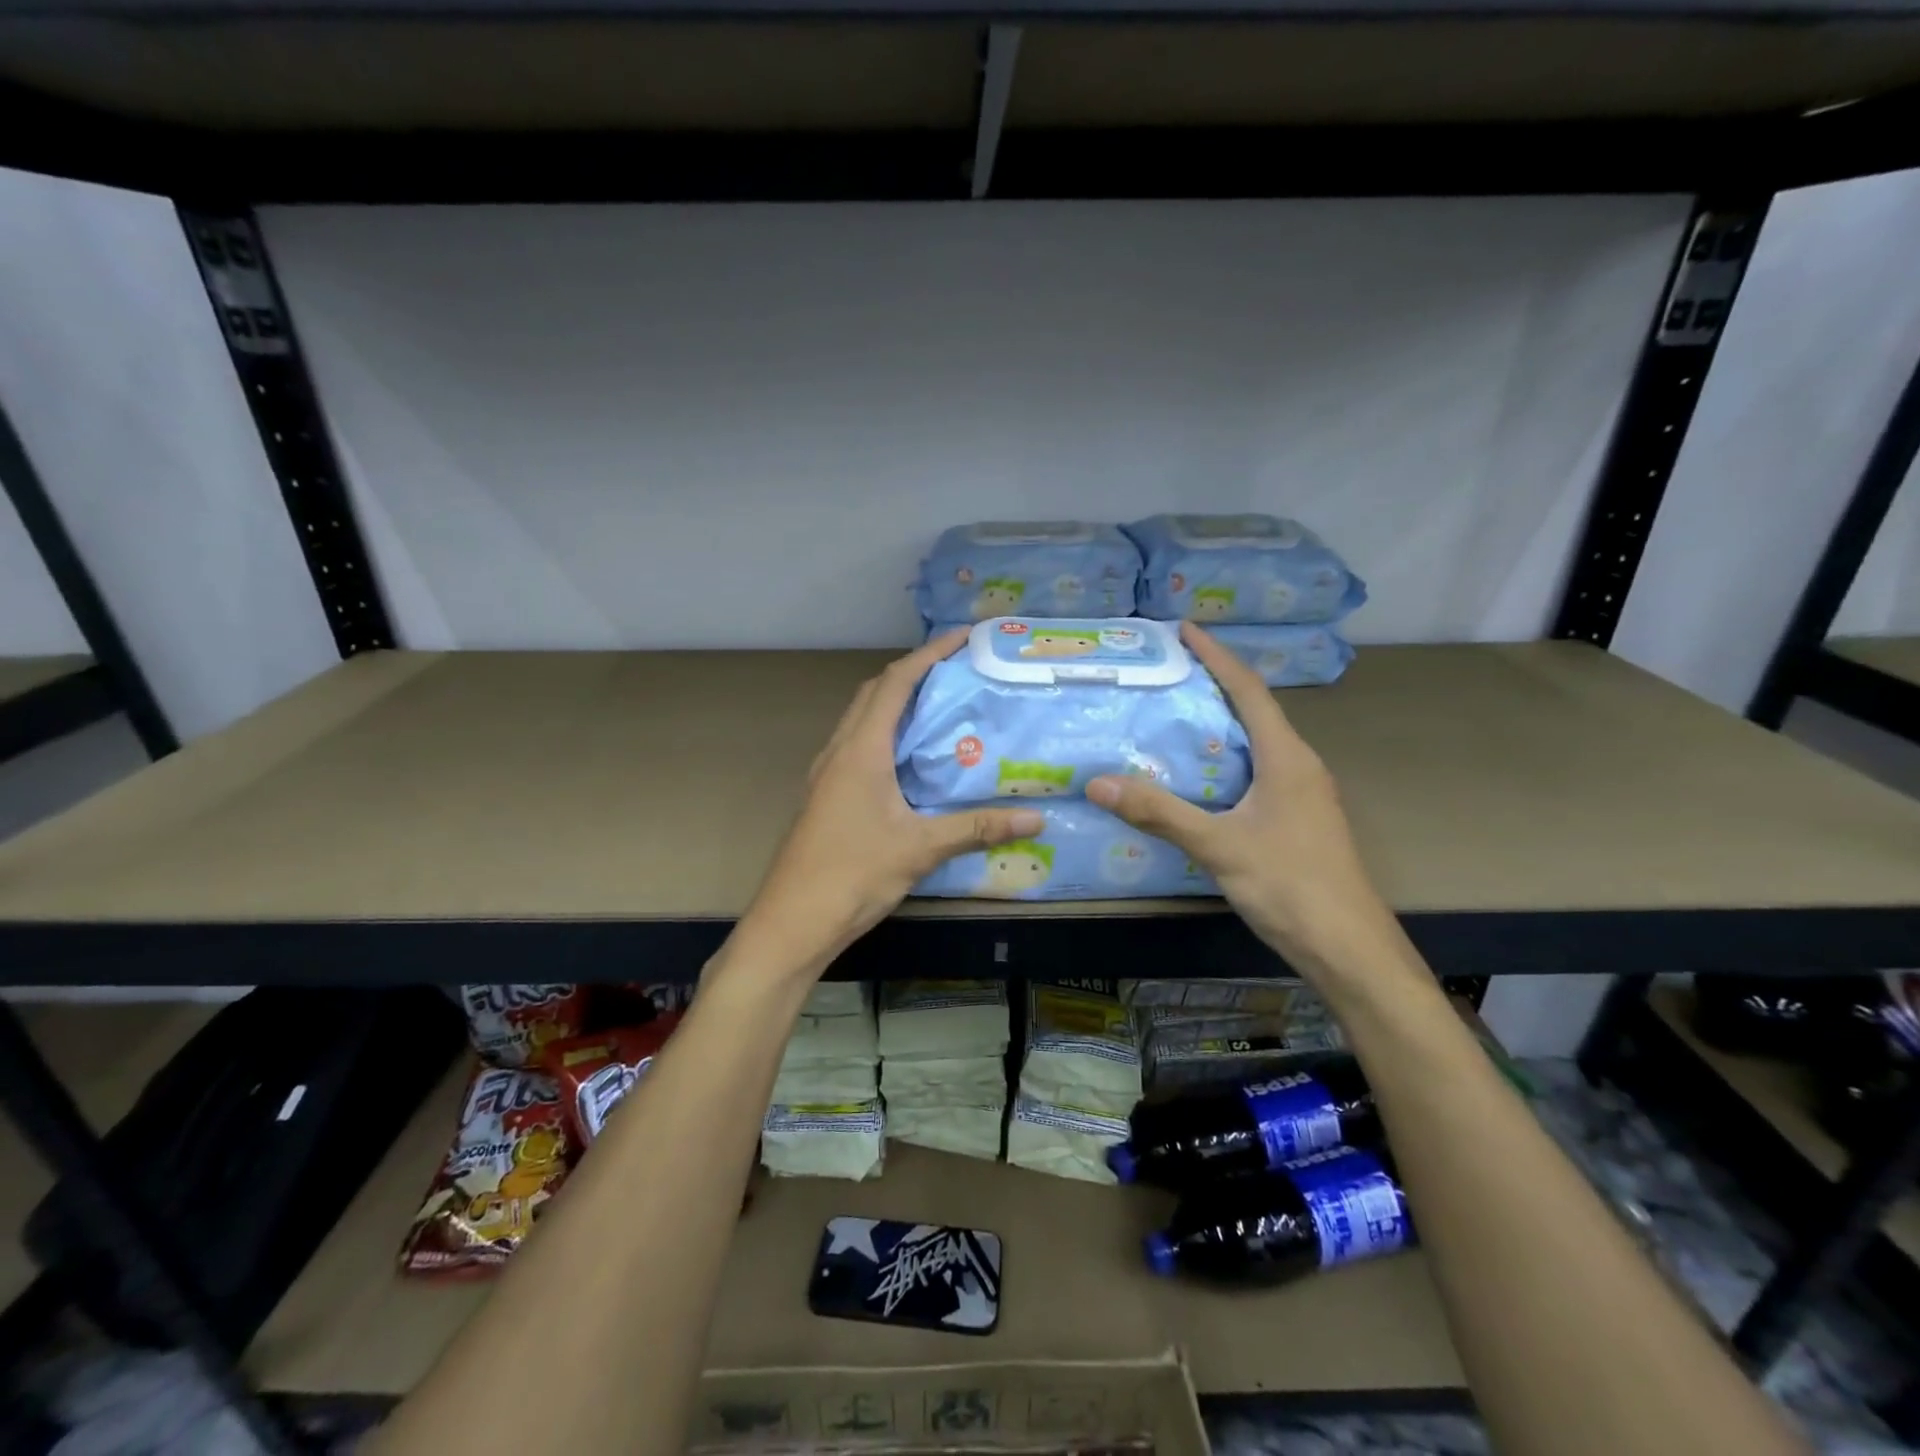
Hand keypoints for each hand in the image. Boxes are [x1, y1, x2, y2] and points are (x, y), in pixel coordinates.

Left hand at [735, 631, 1044, 974]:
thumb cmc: (853, 875)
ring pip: (861, 718)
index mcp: (861, 750)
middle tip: (956, 671)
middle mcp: (839, 750)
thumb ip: (977, 828)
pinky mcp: (825, 794)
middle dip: (913, 671)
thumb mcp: (920, 848)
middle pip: (874, 692)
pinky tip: (910, 758)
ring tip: (939, 706)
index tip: (962, 638)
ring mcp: (827, 773)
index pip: (895, 683)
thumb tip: (1035, 818)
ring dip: (896, 701)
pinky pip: (857, 745)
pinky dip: (885, 733)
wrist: (793, 920)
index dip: (929, 654)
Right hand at [1086, 623, 1398, 977]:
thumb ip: (1160, 813)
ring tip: (1174, 717)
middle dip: (1214, 686)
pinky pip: (1257, 773)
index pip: (1249, 690)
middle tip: (1168, 674)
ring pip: (1257, 745)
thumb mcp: (1219, 846)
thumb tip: (1098, 782)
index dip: (1217, 656)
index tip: (1185, 630)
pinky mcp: (1298, 821)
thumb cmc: (1290, 886)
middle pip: (1254, 712)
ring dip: (1220, 725)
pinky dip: (1225, 761)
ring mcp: (1303, 795)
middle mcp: (1300, 766)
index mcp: (1287, 758)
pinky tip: (1198, 778)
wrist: (1349, 949)